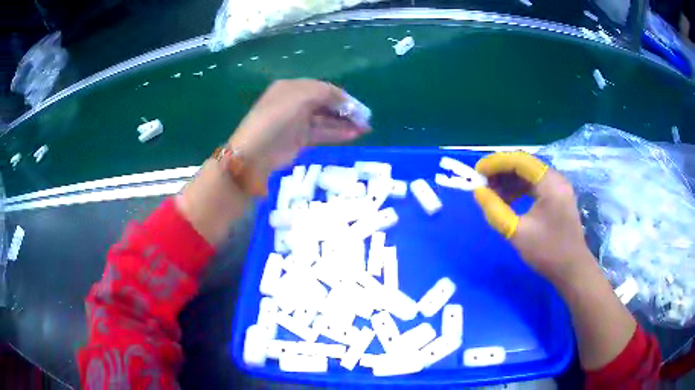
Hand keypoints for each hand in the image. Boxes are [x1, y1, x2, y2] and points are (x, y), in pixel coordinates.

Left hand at [229, 79, 370, 177]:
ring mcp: (296, 122)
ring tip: (364, 128)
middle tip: (365, 120)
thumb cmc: (277, 118)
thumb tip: (348, 102)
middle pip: (325, 104)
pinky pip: (321, 133)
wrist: (256, 152)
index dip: (343, 97)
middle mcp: (294, 102)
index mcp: (291, 87)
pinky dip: (337, 133)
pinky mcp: (298, 139)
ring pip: (325, 119)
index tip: (361, 108)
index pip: (323, 89)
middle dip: (346, 110)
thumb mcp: (301, 97)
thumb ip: (327, 93)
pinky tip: (353, 135)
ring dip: (344, 123)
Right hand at [473, 152, 592, 284]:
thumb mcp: (518, 233)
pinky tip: (507, 201)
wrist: (572, 269)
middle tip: (482, 182)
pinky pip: (534, 186)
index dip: (497, 163)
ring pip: (529, 175)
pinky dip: (519, 190)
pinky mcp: (557, 198)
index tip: (477, 171)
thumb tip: (478, 192)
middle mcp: (556, 179)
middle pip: (525, 165)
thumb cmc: (547, 251)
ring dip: (509, 181)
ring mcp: (558, 188)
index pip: (520, 161)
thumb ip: (495, 211)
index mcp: (550, 183)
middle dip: (501, 171)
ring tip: (491, 192)